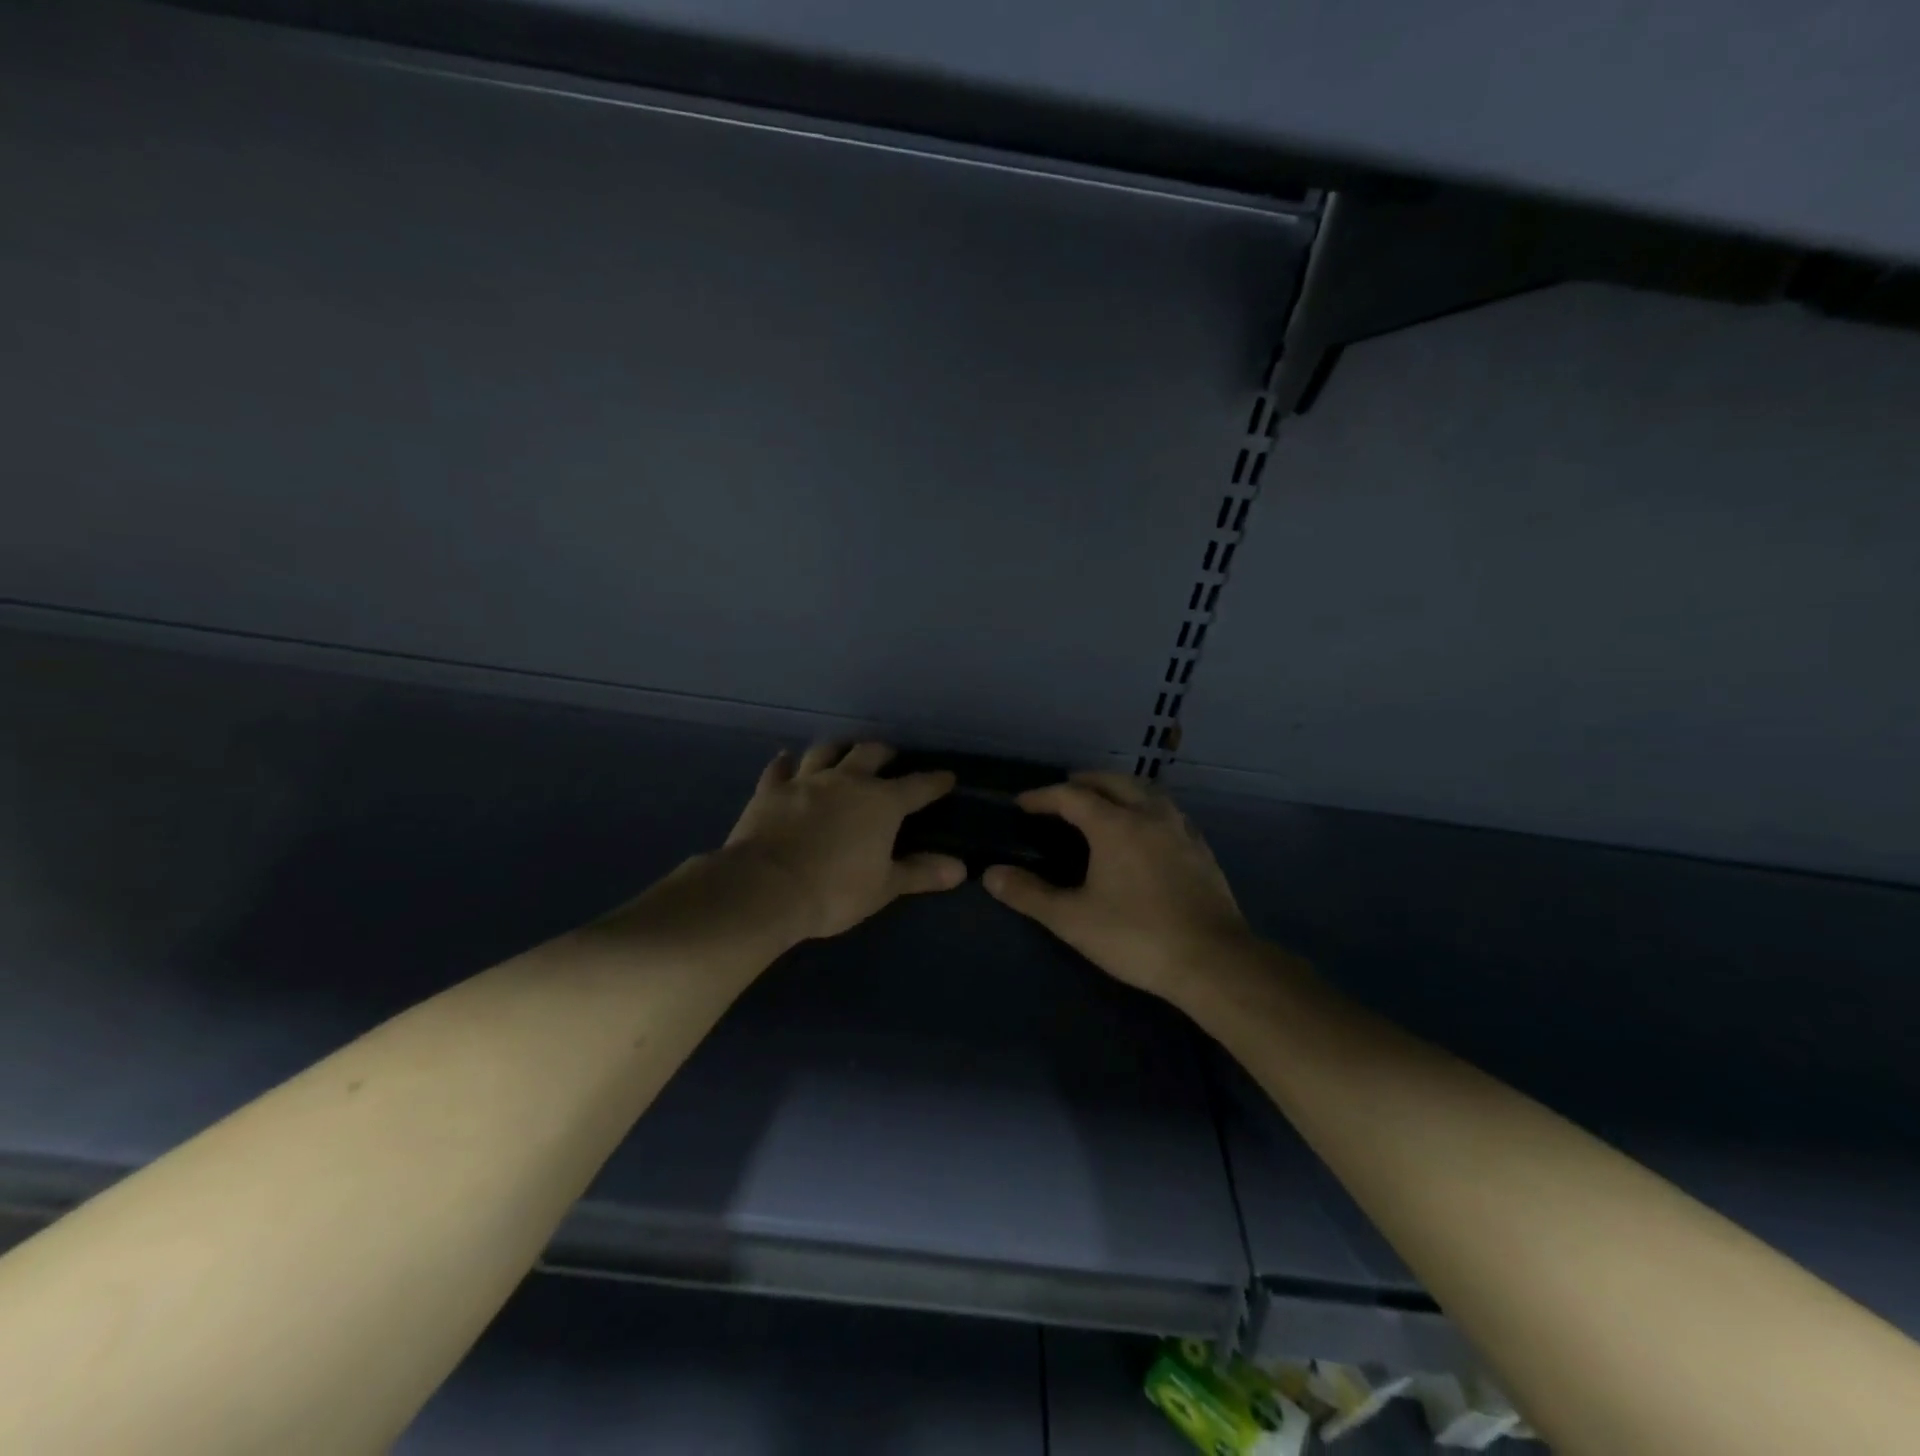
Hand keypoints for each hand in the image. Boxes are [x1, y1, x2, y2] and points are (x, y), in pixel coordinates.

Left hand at [720, 742, 966, 941]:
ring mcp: (805, 782)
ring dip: (837, 749)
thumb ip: (921, 873)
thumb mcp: (884, 887)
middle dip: (883, 753)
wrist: (765, 888)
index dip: (935, 781)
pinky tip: (787, 761)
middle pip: (869, 754)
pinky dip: (786, 764)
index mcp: (881, 803)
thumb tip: (960, 868)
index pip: (918, 786)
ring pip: (825, 752)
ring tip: (843, 752)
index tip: (947, 777)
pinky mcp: (770, 790)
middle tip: (889, 758)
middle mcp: (846, 781)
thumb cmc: (834, 891)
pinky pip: (779, 768)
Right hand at [982, 772, 1254, 1000]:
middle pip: (1112, 782)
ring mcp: (1180, 829)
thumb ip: (1029, 894)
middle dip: (1083, 782)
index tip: (1022, 803)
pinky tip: (1145, 829)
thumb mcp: (1073, 919)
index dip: (1043, 796)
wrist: (1213, 961)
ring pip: (1145, 791)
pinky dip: (1145, 806)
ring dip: (1118, 788)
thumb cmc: (1136, 936)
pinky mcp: (1201, 848)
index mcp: (1115, 825)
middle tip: (1062, 794)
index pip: (1071, 796)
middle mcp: (1148, 815)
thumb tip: (990, 875)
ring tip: (1102, 802)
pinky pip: (1167, 810)